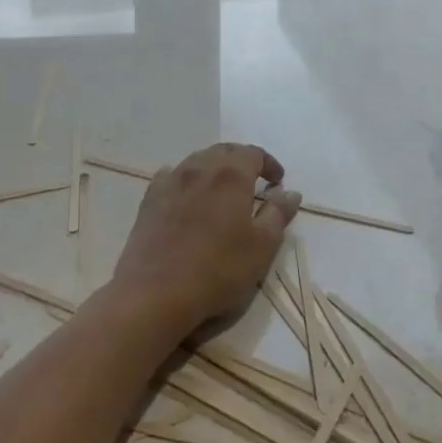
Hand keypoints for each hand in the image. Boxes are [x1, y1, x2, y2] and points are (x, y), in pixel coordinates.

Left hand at [109, 144, 300, 337]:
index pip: (254, 153)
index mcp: (231, 175)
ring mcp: (172, 180)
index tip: (278, 181)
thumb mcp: (261, 247)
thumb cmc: (218, 270)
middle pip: (225, 151)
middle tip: (254, 180)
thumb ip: (278, 215)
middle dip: (243, 160)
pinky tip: (186, 194)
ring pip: (198, 160)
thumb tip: (291, 192)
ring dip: (215, 167)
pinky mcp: (150, 198)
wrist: (156, 292)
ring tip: (222, 188)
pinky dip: (185, 178)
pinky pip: (171, 175)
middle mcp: (200, 167)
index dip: (269, 163)